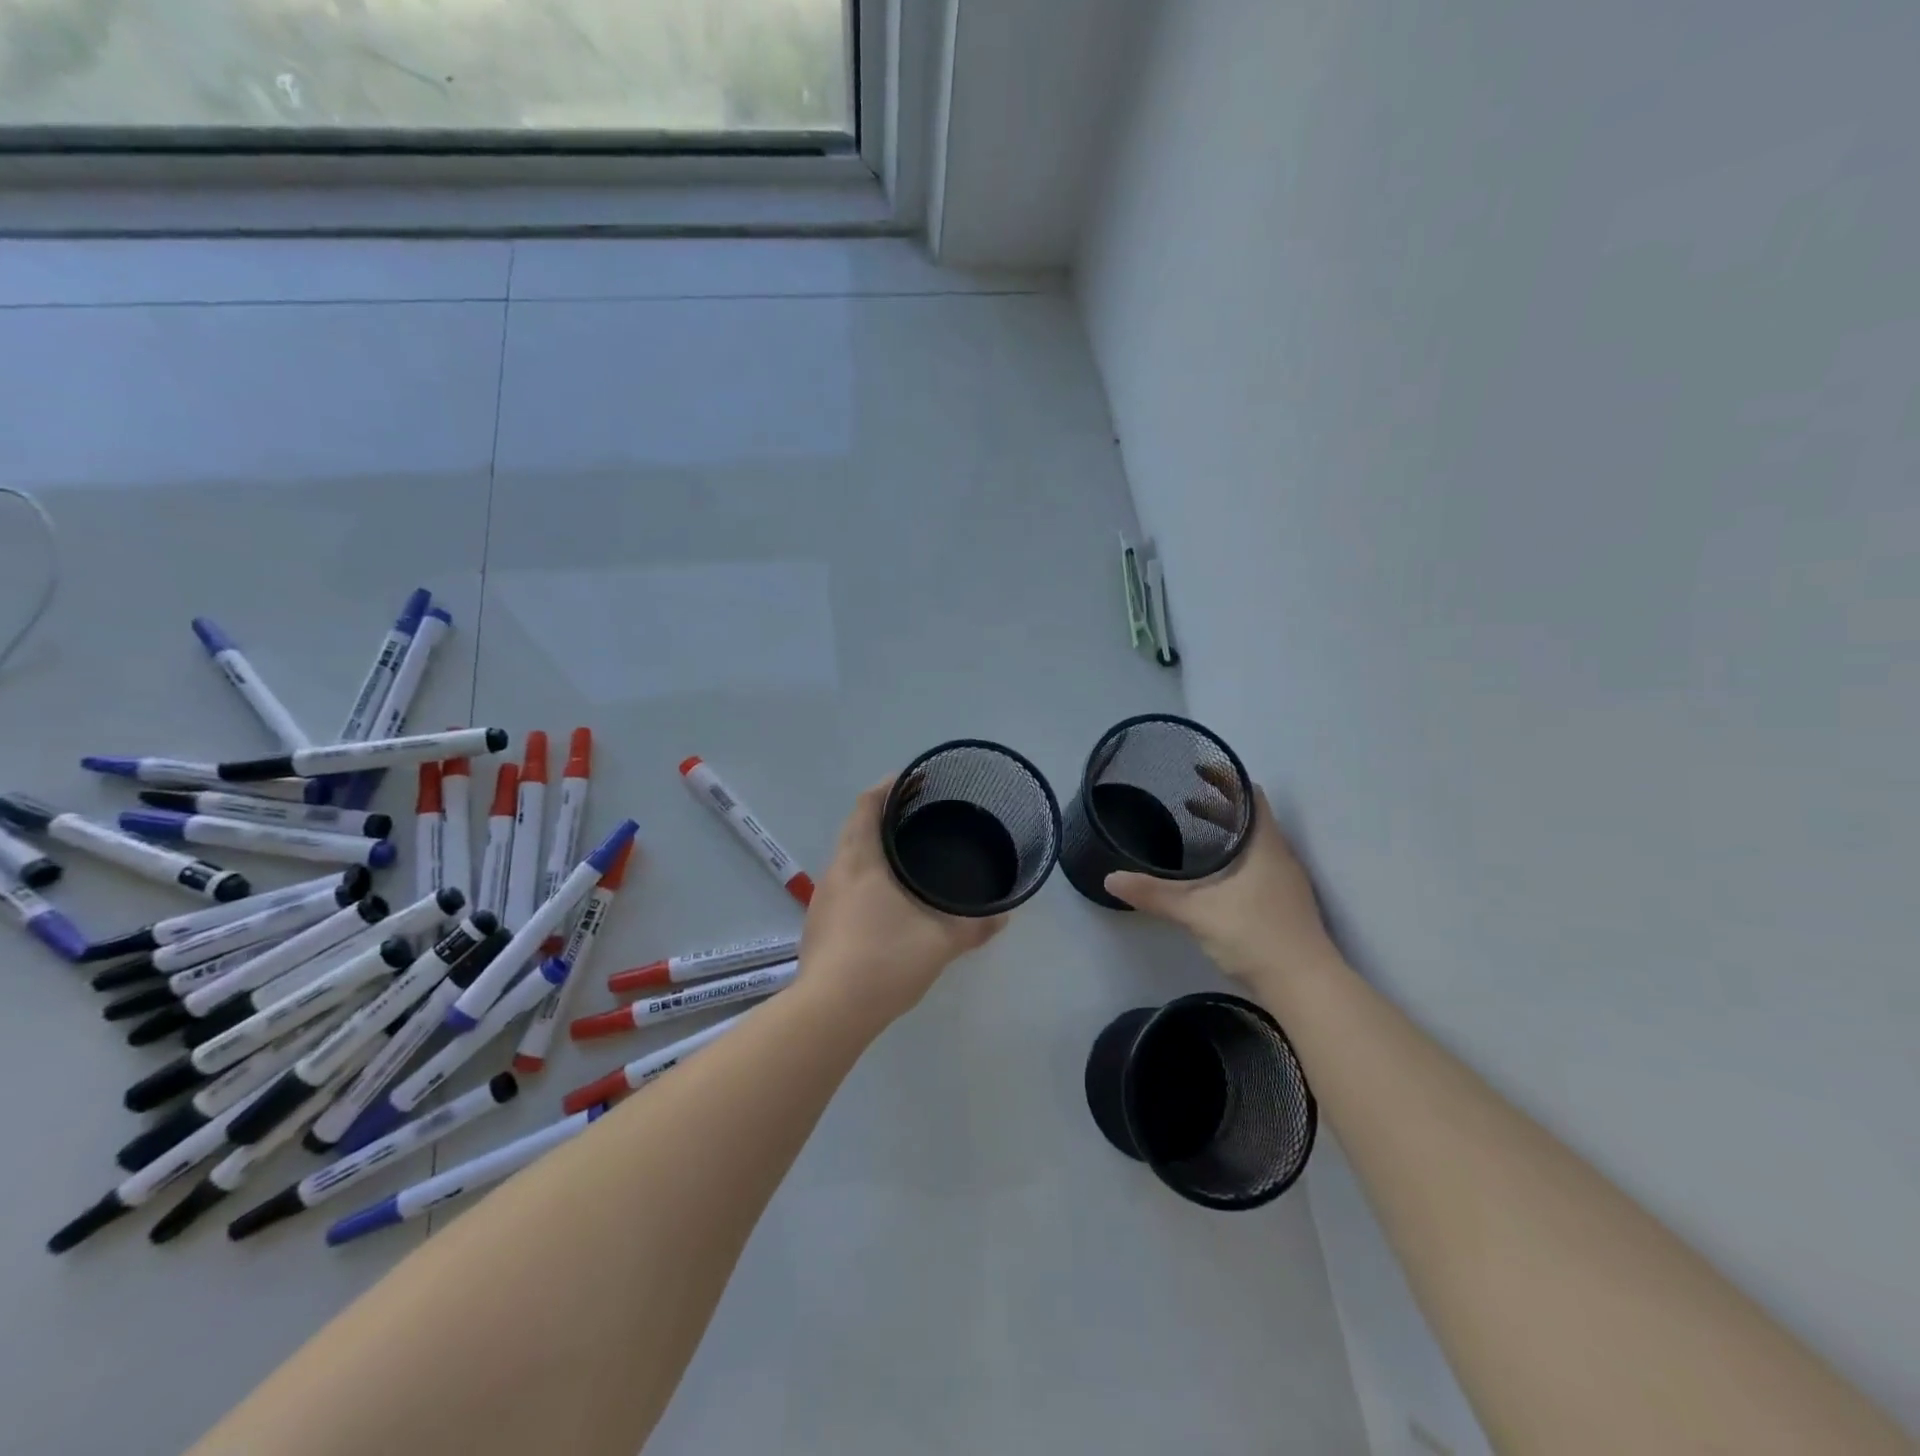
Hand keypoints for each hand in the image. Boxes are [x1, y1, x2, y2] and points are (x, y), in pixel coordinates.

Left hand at [797, 779, 1007, 1029]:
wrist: (829, 1012)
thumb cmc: (885, 960)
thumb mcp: (940, 942)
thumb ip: (974, 926)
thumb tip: (1004, 916)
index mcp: (860, 861)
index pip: (867, 805)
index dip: (888, 787)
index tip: (914, 780)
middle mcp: (836, 872)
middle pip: (856, 828)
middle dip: (884, 817)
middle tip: (920, 818)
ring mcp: (822, 900)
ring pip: (848, 859)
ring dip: (872, 850)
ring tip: (906, 858)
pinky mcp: (818, 927)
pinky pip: (844, 887)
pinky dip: (865, 879)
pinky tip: (886, 902)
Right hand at [1104, 783, 1340, 990]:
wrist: (1306, 987)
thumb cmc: (1255, 935)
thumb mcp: (1197, 912)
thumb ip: (1154, 894)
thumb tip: (1110, 879)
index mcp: (1264, 845)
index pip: (1250, 796)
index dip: (1226, 779)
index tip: (1199, 770)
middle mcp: (1279, 856)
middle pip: (1252, 818)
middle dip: (1220, 806)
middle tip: (1186, 799)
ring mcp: (1286, 882)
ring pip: (1255, 843)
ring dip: (1228, 833)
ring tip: (1196, 833)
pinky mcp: (1284, 904)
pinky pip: (1258, 864)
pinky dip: (1235, 857)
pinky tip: (1215, 877)